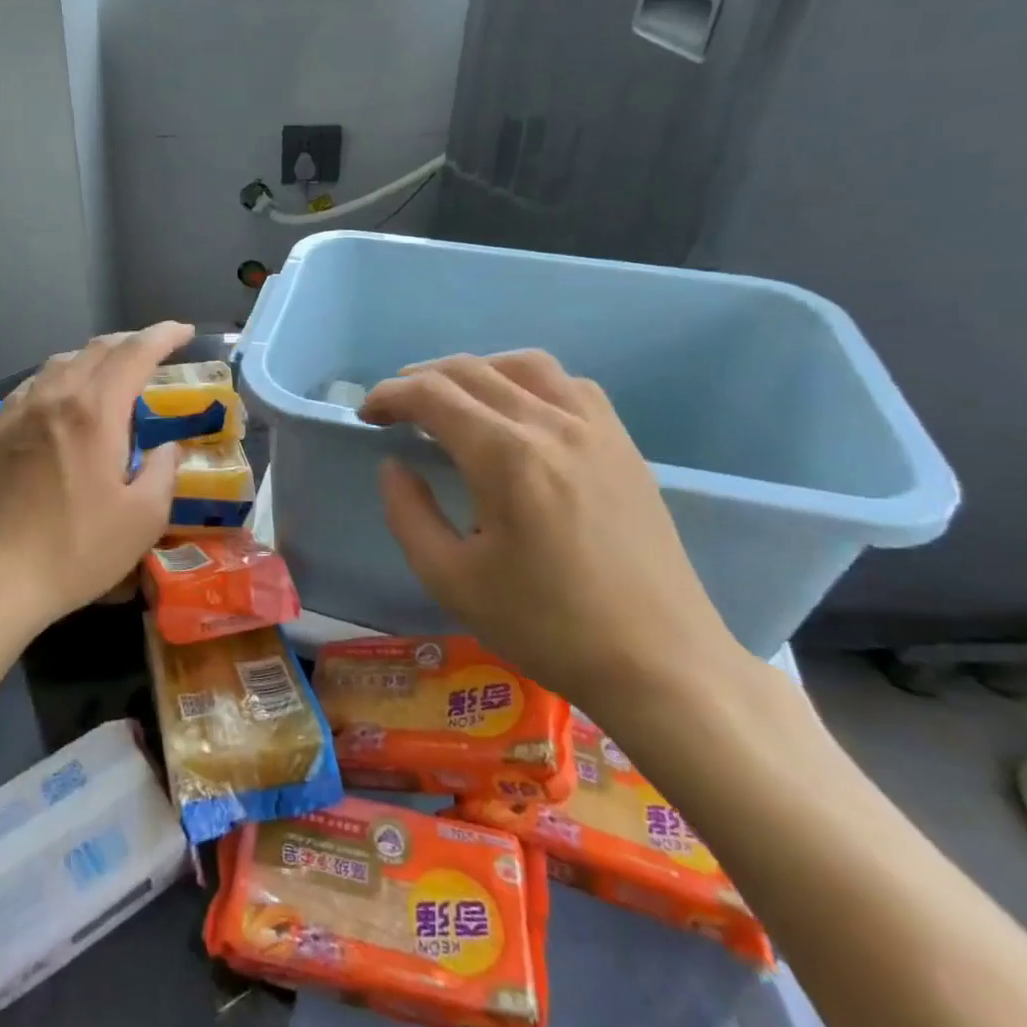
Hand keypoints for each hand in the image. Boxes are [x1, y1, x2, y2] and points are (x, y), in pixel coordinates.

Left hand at [0, 322, 194, 638]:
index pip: (134, 353)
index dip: (163, 336)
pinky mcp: (0, 432)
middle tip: (156, 349)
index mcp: (95, 412)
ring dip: (95, 356)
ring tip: (114, 369)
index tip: (185, 332)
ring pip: (62, 362)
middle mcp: (56, 398)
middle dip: (131, 341)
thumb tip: (165, 447)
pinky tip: (64, 396)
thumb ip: (163, 472)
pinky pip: (36, 384)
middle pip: (96, 350)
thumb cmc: (75, 549)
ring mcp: (21, 413)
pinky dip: (62, 376)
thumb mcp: (143, 519)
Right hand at [360, 350, 747, 720]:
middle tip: (394, 407)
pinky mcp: (623, 443)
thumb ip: (408, 513)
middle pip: (471, 370)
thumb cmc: (547, 626)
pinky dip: (527, 381)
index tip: (367, 415)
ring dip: (474, 370)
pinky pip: (568, 385)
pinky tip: (517, 412)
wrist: (659, 662)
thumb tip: (393, 465)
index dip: (390, 395)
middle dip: (420, 378)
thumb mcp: (451, 580)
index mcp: (506, 458)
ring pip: (523, 364)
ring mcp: (595, 429)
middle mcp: (551, 425)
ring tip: (451, 398)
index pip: (432, 395)